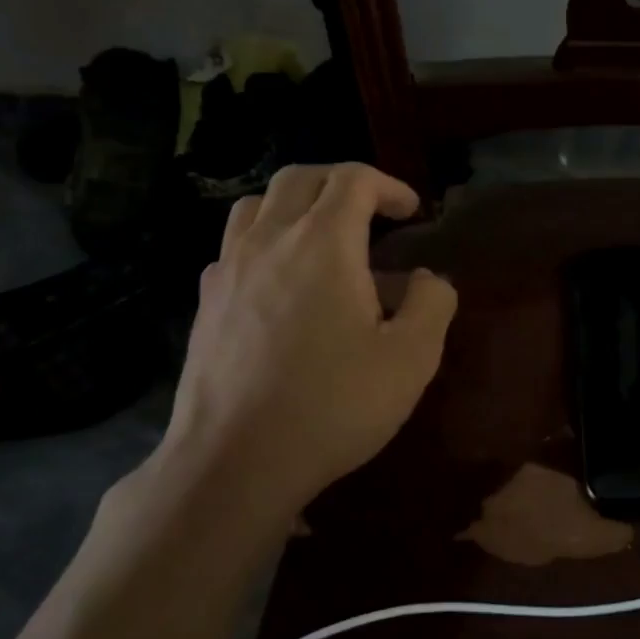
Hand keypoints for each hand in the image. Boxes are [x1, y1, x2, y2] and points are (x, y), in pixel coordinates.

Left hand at [153, 163, 457, 524]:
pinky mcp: (207, 302)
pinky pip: (234, 246)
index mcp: (323, 242)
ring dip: (296, 204)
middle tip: (372, 211)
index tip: (413, 211)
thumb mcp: (412, 358)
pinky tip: (281, 282)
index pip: (353, 179)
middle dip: (342, 181)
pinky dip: (265, 241)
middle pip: (300, 177)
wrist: (235, 461)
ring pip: (256, 204)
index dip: (389, 185)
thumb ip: (433, 304)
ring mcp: (229, 269)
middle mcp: (269, 240)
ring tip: (323, 236)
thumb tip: (427, 280)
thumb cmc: (333, 405)